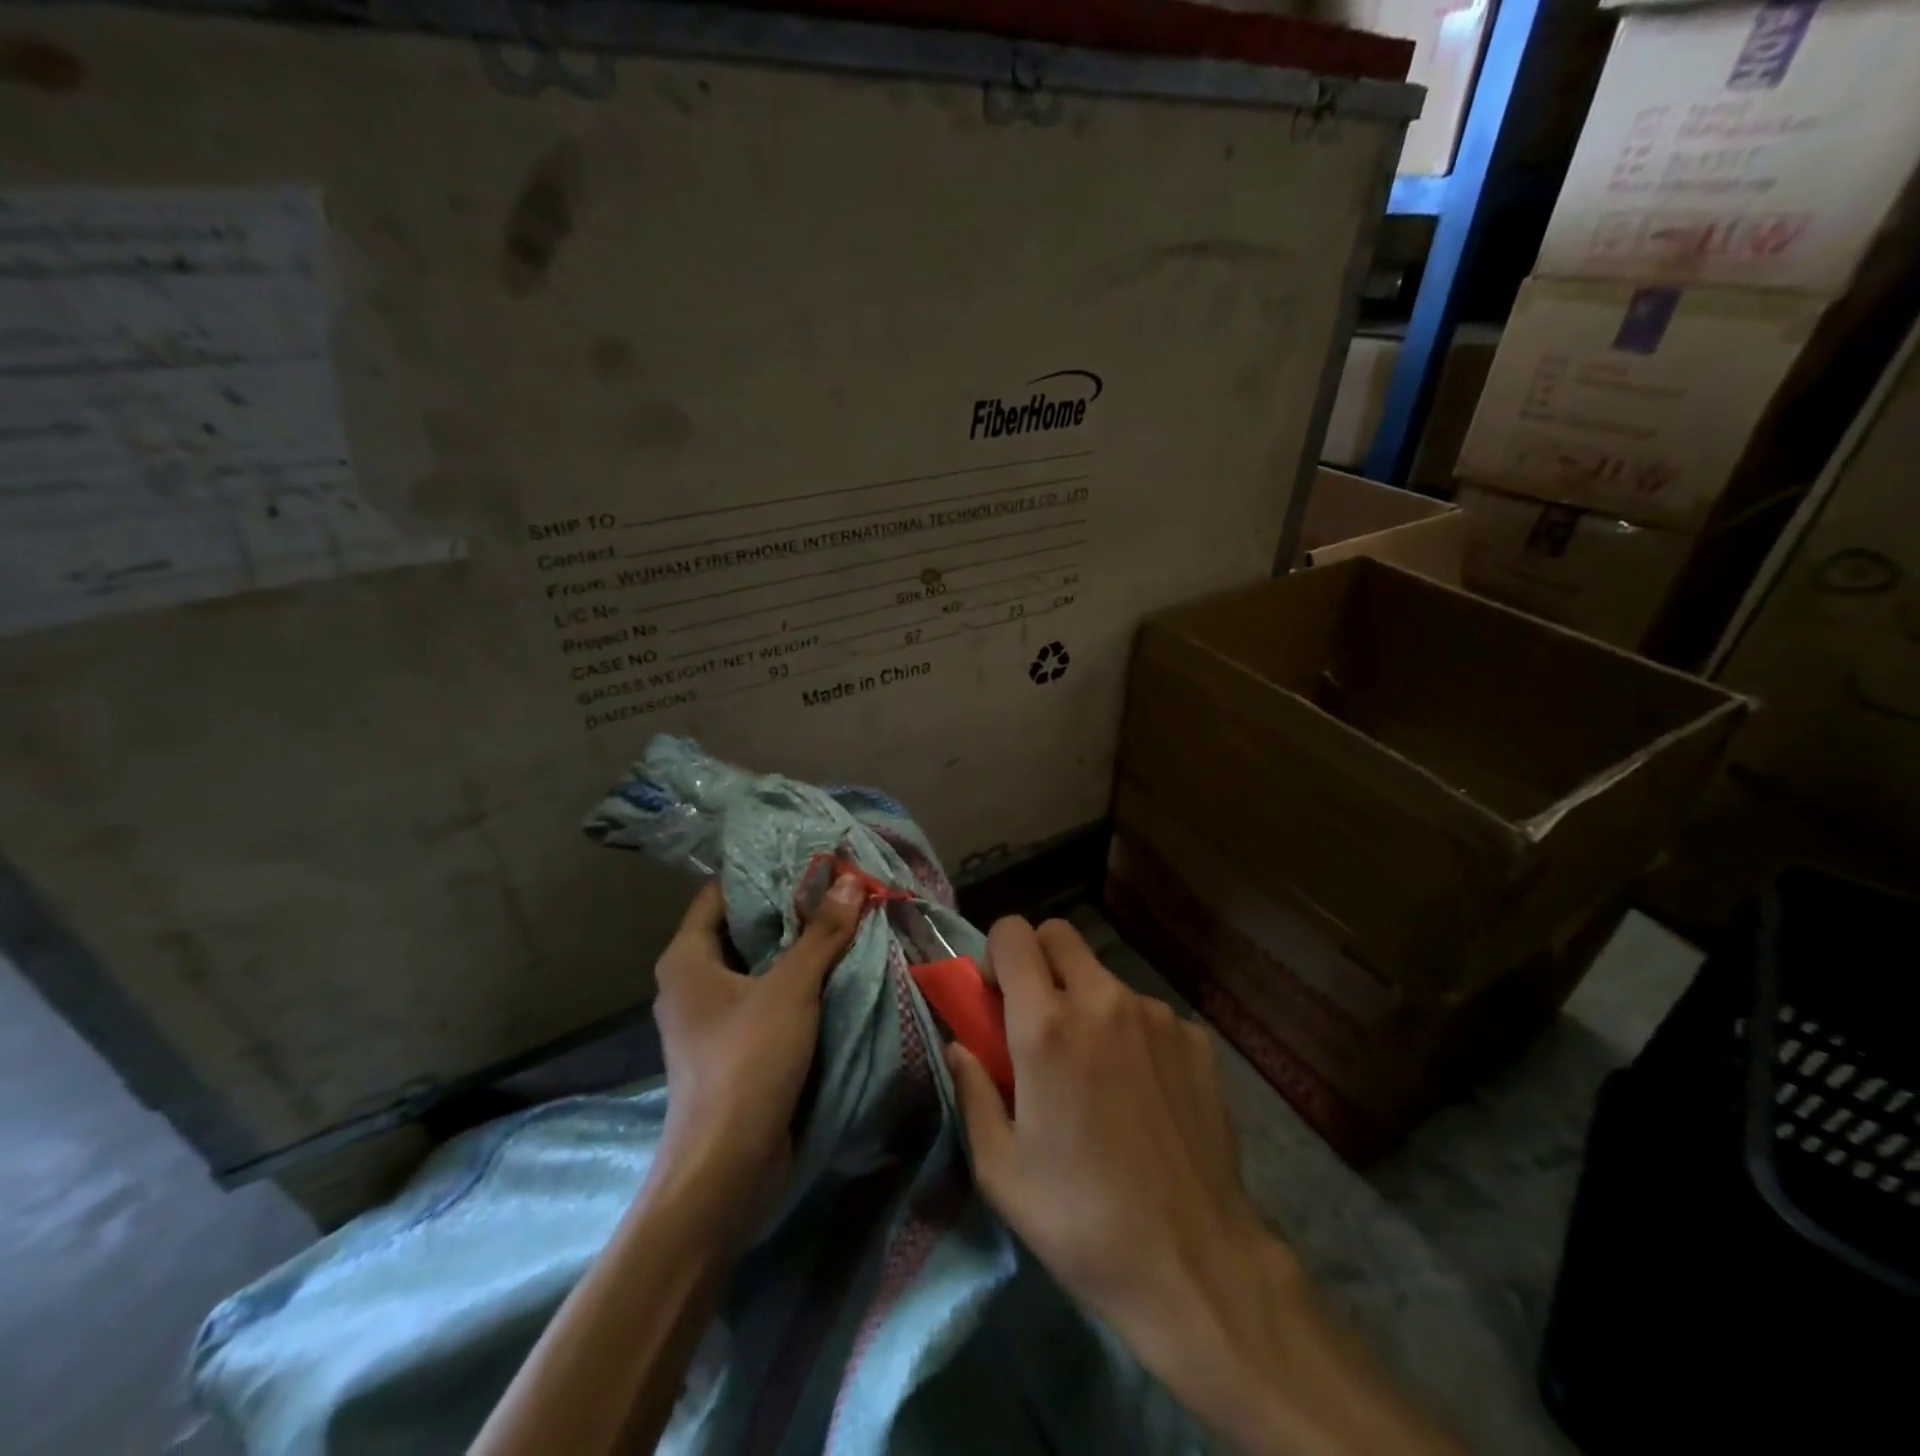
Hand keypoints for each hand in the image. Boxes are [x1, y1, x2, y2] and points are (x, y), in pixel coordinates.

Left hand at [652, 875, 864, 1225]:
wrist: (725, 1169)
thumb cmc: (747, 1063)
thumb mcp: (790, 989)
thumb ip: (821, 933)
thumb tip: (851, 881)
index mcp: (686, 958)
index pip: (720, 893)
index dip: (762, 871)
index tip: (807, 856)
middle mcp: (691, 982)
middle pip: (742, 928)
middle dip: (788, 909)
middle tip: (837, 885)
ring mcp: (710, 1017)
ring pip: (756, 965)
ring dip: (796, 947)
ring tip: (844, 919)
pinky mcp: (731, 1047)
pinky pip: (764, 997)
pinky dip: (795, 982)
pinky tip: (834, 970)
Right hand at [944, 918, 1269, 1340]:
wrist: (1194, 1264)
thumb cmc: (1080, 1220)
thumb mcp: (1001, 1169)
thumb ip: (972, 1091)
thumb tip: (959, 1045)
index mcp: (1047, 1026)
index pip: (1013, 933)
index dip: (997, 954)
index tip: (996, 996)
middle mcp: (1103, 1001)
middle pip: (1060, 935)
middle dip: (1039, 961)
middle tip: (1039, 1020)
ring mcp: (1157, 1016)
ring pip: (1105, 978)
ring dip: (1088, 1003)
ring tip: (1098, 1073)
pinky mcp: (1197, 1039)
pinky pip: (1148, 1015)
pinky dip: (1134, 1035)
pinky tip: (1144, 1095)